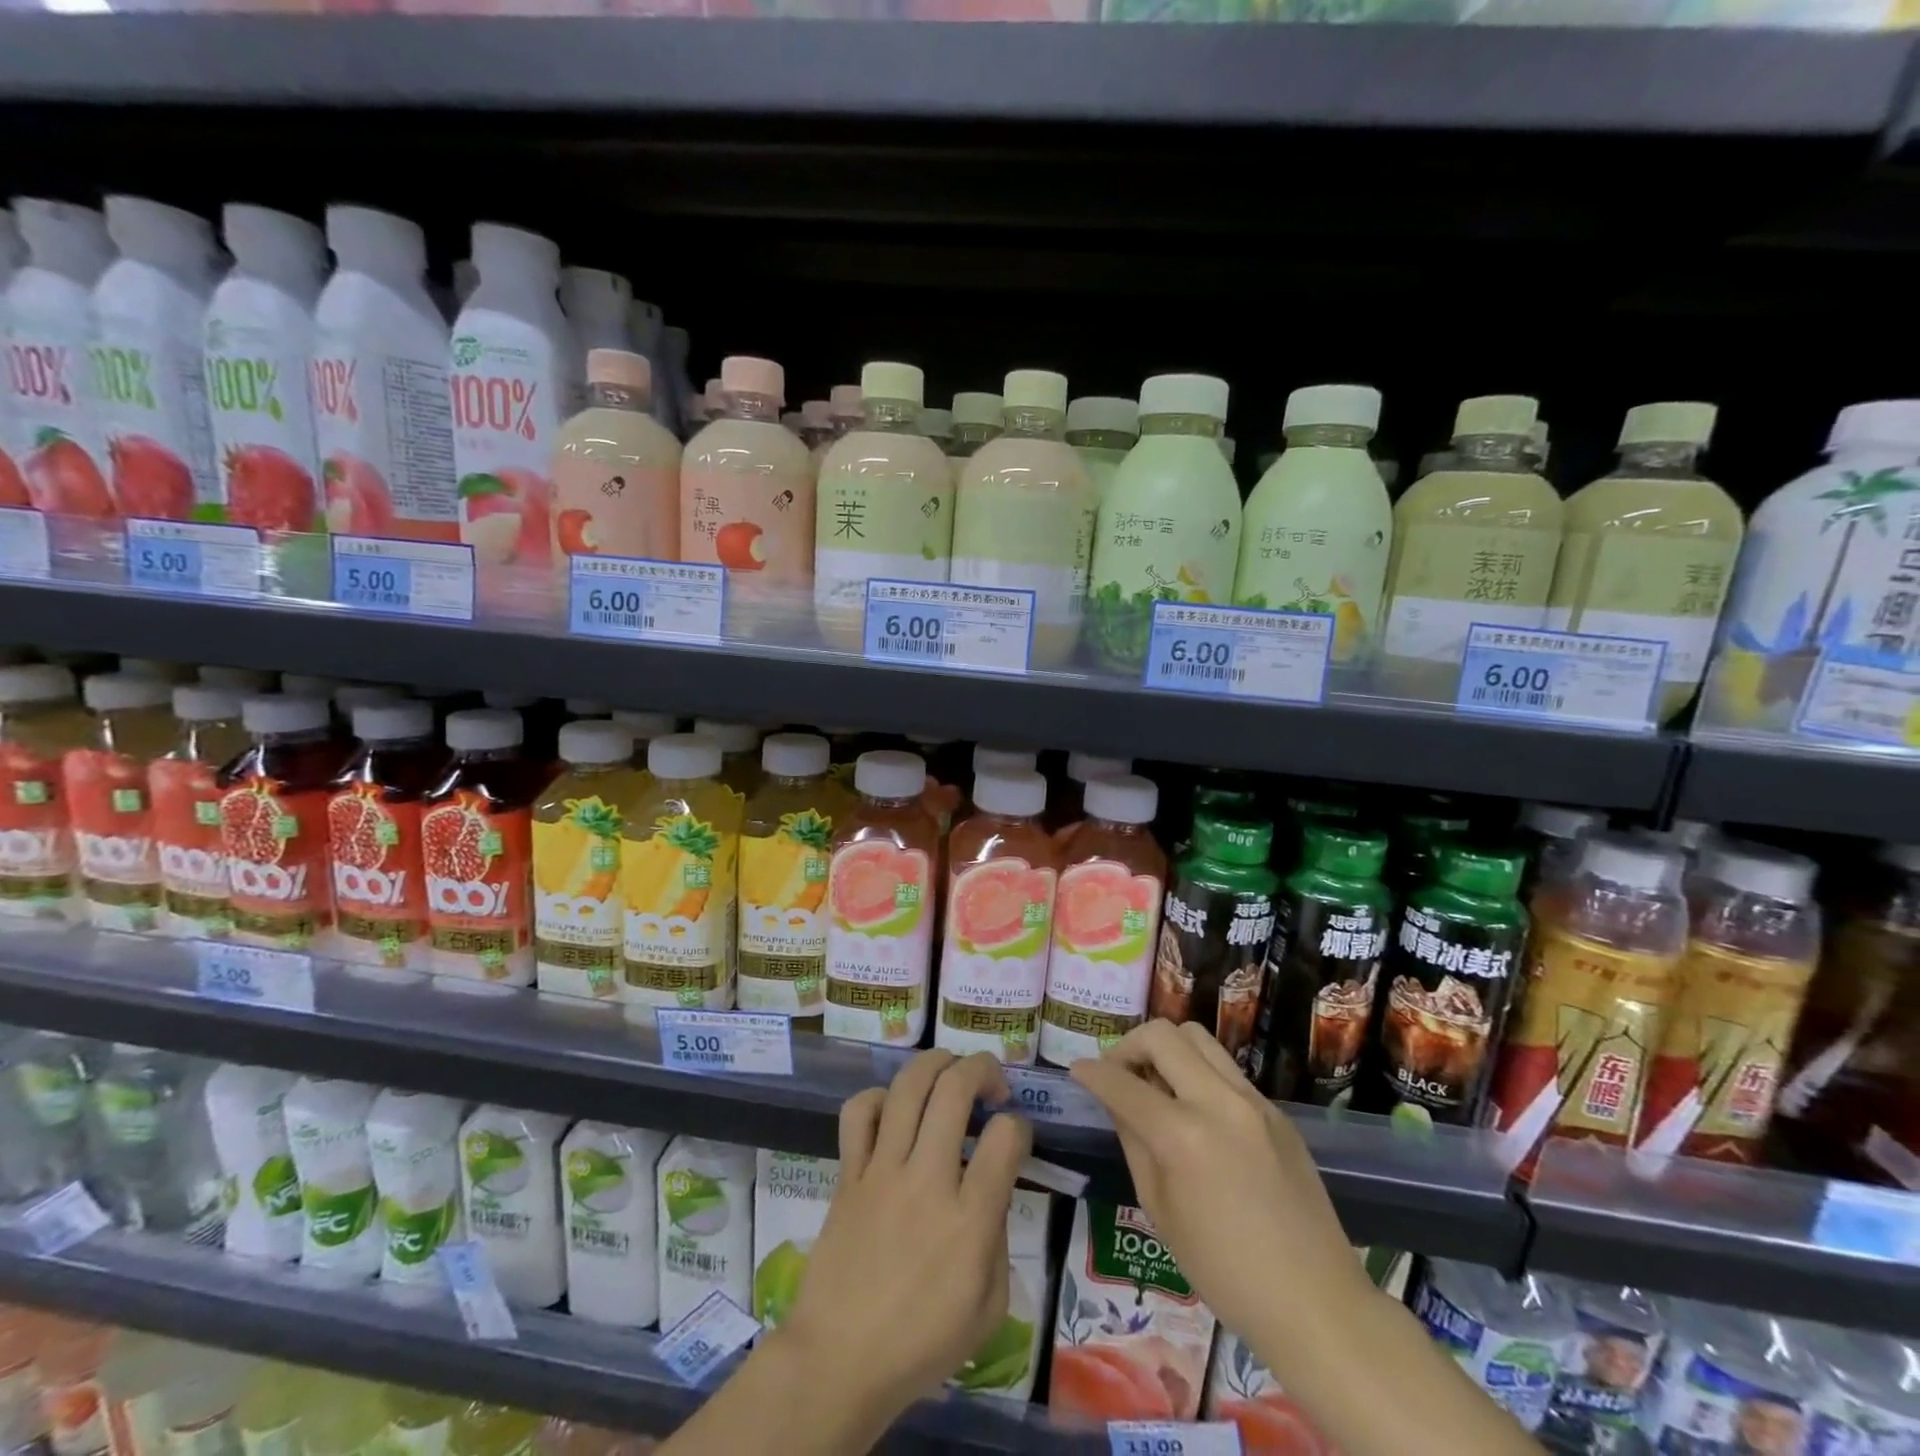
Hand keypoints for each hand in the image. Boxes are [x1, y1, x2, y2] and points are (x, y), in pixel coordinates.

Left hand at [772, 1050, 1034, 1424]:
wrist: (838, 1361)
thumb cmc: (921, 1344)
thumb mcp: (988, 1307)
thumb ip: (998, 1237)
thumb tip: (991, 1187)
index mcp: (969, 1220)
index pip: (1005, 1136)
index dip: (1019, 1124)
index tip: (1015, 1135)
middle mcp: (927, 1180)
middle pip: (955, 1089)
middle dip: (981, 1068)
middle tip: (991, 1081)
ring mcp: (882, 1170)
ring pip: (908, 1086)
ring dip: (935, 1062)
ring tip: (949, 1070)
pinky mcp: (849, 1173)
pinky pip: (859, 1112)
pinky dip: (878, 1095)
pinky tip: (893, 1107)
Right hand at [1069, 1020, 1366, 1341]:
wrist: (1315, 1303)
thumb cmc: (1224, 1271)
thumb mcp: (1159, 1210)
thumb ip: (1133, 1142)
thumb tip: (1115, 1100)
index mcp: (1184, 1136)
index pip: (1122, 1082)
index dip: (1092, 1072)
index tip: (1078, 1070)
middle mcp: (1219, 1102)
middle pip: (1163, 1035)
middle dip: (1129, 1046)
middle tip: (1120, 1075)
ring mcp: (1253, 1101)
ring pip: (1198, 1038)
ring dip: (1167, 1050)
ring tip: (1157, 1084)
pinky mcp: (1276, 1111)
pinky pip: (1226, 1070)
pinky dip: (1198, 1074)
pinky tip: (1196, 1113)